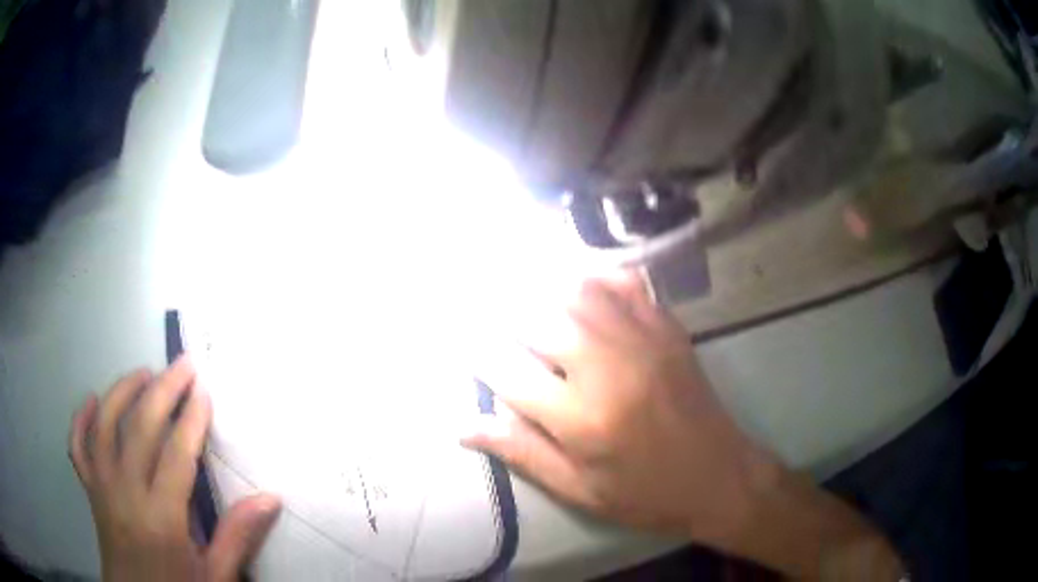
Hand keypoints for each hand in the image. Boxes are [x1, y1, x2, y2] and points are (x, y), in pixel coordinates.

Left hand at [68, 356, 281, 581]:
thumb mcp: (216, 576)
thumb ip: (237, 537)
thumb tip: (270, 498)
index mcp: (161, 520)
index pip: (176, 456)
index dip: (191, 419)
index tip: (204, 390)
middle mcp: (126, 494)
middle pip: (140, 429)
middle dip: (163, 391)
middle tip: (182, 364)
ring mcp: (102, 488)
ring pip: (105, 426)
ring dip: (122, 392)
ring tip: (143, 373)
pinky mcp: (90, 491)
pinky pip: (78, 447)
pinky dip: (81, 420)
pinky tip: (92, 400)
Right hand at [466, 270, 769, 537]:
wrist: (721, 477)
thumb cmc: (645, 494)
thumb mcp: (579, 490)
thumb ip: (522, 453)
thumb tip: (464, 425)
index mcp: (582, 420)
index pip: (508, 372)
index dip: (476, 352)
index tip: (460, 341)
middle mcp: (608, 369)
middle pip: (537, 319)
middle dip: (499, 309)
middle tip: (476, 301)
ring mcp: (643, 341)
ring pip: (577, 290)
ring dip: (538, 283)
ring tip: (514, 283)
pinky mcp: (667, 329)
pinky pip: (624, 283)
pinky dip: (593, 274)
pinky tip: (575, 279)